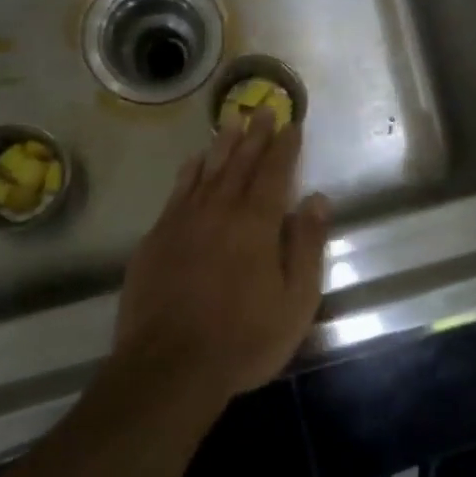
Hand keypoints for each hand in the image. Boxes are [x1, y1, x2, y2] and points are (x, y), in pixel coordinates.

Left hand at [114, 113, 329, 401]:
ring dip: (222, 145)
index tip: (291, 123)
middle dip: (255, 135)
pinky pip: (177, 192)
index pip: (275, 172)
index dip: (285, 147)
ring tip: (231, 121)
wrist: (169, 367)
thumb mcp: (295, 301)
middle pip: (241, 163)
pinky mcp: (157, 238)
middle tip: (263, 110)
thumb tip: (318, 199)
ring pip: (207, 171)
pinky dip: (189, 172)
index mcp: (256, 223)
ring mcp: (184, 221)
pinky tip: (194, 162)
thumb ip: (307, 245)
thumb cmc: (244, 339)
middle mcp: (220, 210)